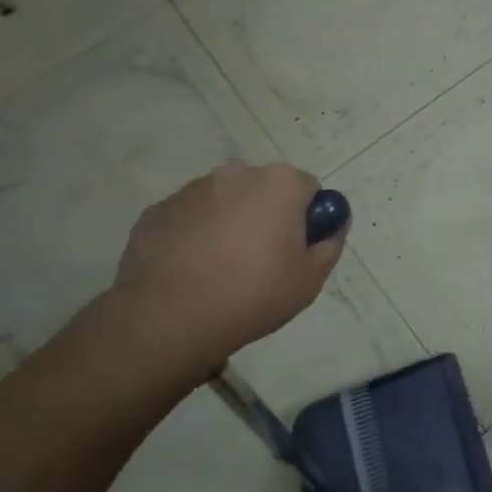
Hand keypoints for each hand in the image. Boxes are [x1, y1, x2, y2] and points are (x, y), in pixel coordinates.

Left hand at [111, 161, 346, 375]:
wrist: (169, 318)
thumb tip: (334, 225)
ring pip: (224, 201)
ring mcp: (191, 190)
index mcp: (279, 183)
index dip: (308, 218)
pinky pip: (188, 218)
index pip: (307, 189)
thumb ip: (330, 244)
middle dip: (267, 215)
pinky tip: (191, 271)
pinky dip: (194, 236)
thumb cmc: (253, 293)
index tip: (298, 249)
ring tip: (221, 270)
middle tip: (263, 261)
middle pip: (263, 190)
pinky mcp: (156, 212)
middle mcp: (236, 174)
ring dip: (229, 223)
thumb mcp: (311, 279)